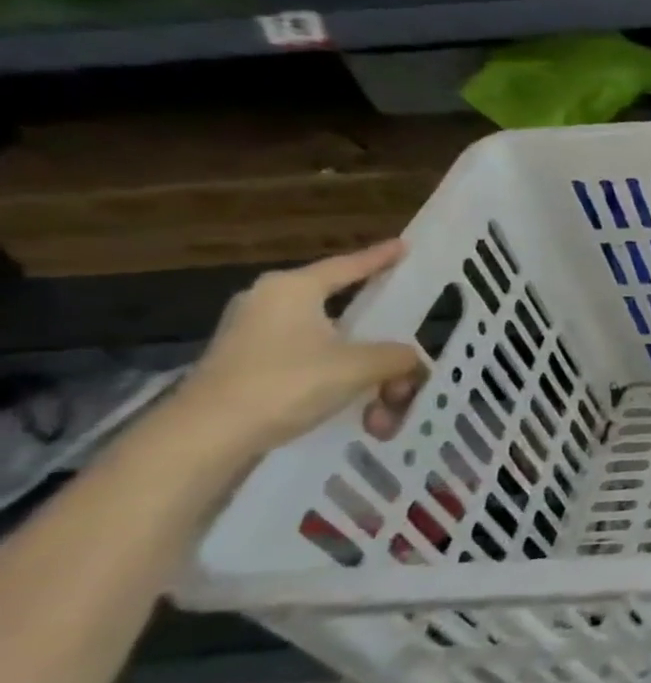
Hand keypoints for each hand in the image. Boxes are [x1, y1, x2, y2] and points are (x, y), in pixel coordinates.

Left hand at [171, 242, 425, 458]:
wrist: (205, 437)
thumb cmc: (286, 383)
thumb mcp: (362, 366)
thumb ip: (399, 356)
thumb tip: (412, 360)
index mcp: (292, 289)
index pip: (348, 266)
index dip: (380, 257)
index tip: (404, 246)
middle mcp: (270, 304)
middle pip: (346, 313)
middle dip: (382, 342)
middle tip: (410, 351)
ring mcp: (254, 337)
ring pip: (333, 346)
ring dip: (366, 375)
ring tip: (384, 410)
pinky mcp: (248, 368)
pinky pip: (312, 365)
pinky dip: (340, 385)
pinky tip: (360, 412)